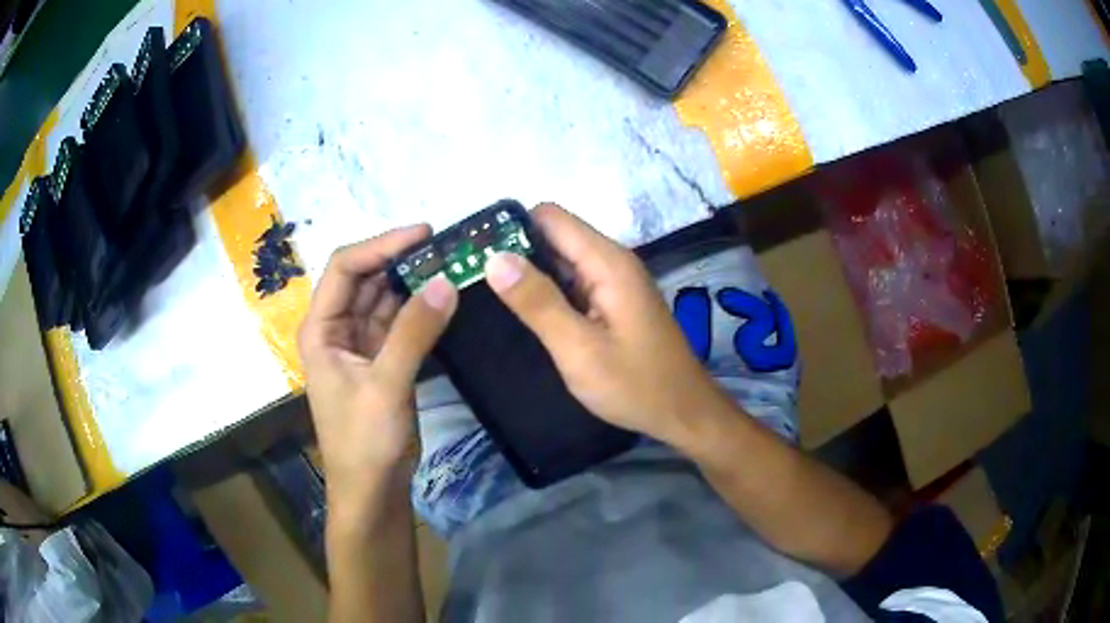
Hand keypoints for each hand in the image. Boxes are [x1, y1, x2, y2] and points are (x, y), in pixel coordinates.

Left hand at [298, 225, 457, 514]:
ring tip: (450, 264)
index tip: (424, 233)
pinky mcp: (382, 361)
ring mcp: (360, 345)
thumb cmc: (364, 441)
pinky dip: (420, 309)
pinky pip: (400, 323)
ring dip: (412, 282)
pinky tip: (444, 297)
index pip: (345, 268)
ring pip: (384, 298)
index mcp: (321, 329)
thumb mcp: (386, 385)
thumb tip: (446, 281)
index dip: (381, 245)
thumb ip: (414, 332)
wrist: (372, 489)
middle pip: (365, 278)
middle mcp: (336, 329)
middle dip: (400, 259)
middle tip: (445, 247)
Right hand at [484, 204, 731, 446]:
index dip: (512, 229)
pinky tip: (527, 314)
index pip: (551, 217)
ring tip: (490, 297)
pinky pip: (574, 284)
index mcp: (607, 262)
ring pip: (562, 262)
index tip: (476, 253)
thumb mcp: (578, 349)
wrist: (683, 412)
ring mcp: (615, 283)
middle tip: (474, 280)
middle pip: (555, 236)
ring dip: (530, 275)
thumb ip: (537, 302)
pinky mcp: (614, 302)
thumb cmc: (634, 384)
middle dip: (516, 253)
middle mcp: (612, 262)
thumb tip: (495, 258)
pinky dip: (549, 293)